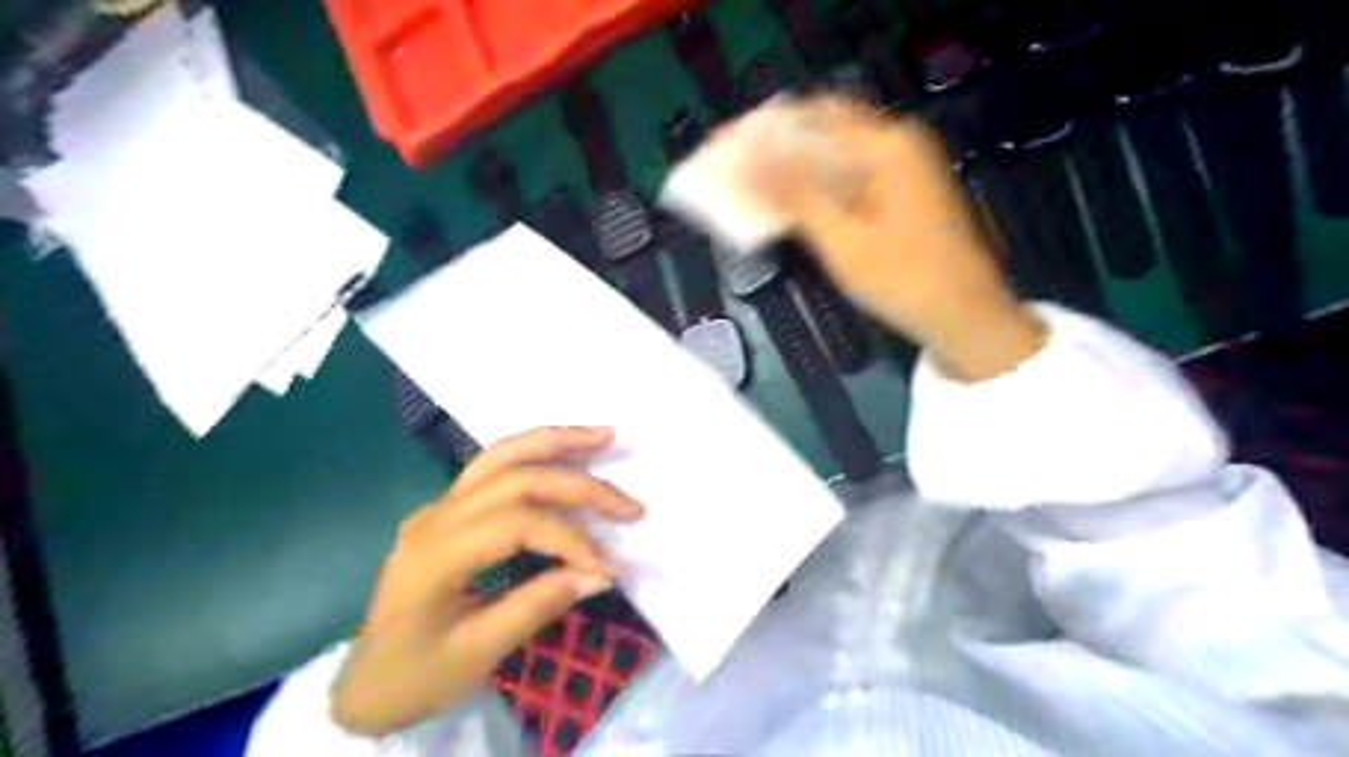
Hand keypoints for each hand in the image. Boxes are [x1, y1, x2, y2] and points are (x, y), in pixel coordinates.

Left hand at [329, 429, 637, 736]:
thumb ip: (538, 606)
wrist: (364, 683)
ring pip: (503, 453)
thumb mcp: (476, 655)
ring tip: (606, 436)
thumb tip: (600, 574)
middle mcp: (436, 515)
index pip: (518, 523)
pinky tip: (567, 452)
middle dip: (580, 485)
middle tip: (631, 505)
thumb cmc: (413, 676)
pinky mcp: (449, 507)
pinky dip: (537, 453)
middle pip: (517, 477)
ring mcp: (440, 505)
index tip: (607, 569)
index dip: (570, 539)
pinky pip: (496, 465)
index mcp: (435, 554)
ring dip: (558, 442)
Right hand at [750, 96, 1040, 378]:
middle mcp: (897, 142)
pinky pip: (850, 172)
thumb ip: (794, 197)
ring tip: (751, 179)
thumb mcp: (842, 241)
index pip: (810, 119)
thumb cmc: (903, 280)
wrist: (964, 316)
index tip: (721, 147)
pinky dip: (817, 181)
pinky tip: (790, 198)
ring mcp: (904, 166)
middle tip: (733, 162)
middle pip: (824, 127)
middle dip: (775, 142)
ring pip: (835, 150)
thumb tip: (745, 164)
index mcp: (886, 145)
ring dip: (794, 161)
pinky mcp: (903, 190)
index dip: (761, 131)